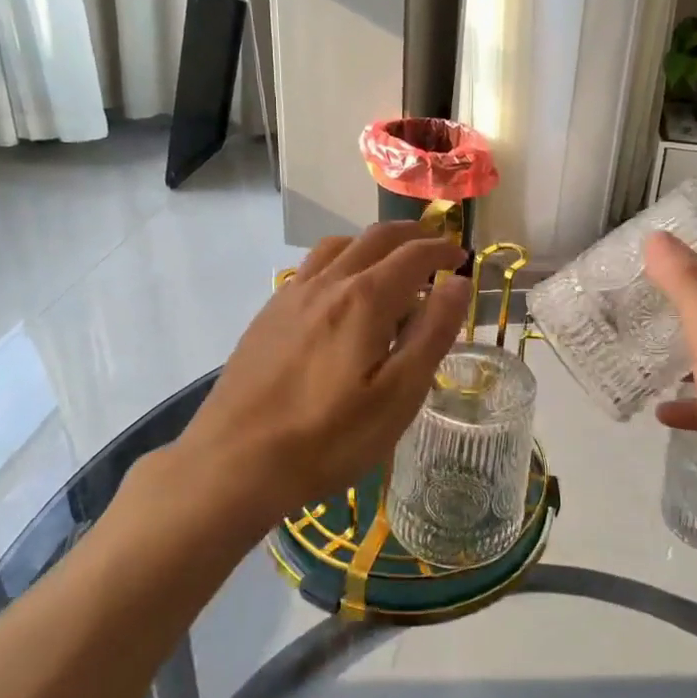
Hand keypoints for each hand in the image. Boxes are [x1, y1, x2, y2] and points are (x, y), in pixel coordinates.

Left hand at [133, 223, 469, 533]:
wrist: (234, 462)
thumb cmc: (329, 437)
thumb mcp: (398, 395)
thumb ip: (432, 333)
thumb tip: (458, 282)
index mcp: (365, 299)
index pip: (414, 255)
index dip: (443, 249)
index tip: (462, 256)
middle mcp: (328, 283)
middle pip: (375, 238)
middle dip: (411, 235)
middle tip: (435, 246)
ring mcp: (292, 295)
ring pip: (339, 247)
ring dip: (373, 243)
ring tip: (390, 263)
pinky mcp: (268, 314)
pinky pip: (311, 267)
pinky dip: (340, 260)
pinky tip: (340, 292)